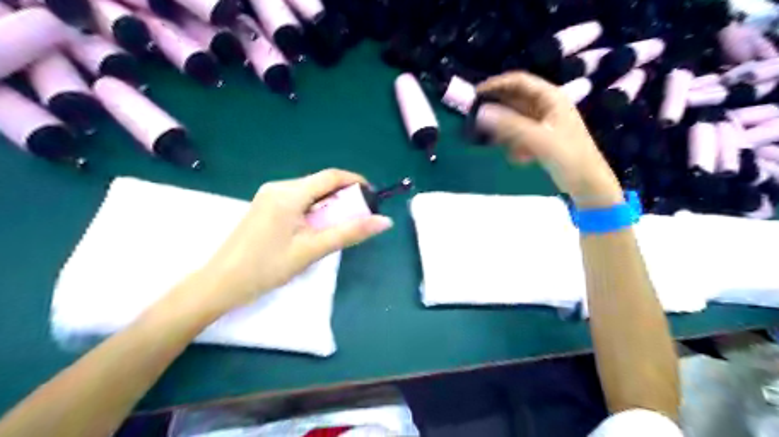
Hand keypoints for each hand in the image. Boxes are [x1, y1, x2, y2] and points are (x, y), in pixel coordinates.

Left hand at [190, 169, 395, 312]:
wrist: (220, 283)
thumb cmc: (267, 267)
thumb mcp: (312, 249)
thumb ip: (349, 233)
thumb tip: (385, 221)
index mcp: (289, 193)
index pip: (331, 176)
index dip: (356, 182)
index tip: (373, 197)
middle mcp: (278, 187)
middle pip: (320, 183)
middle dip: (343, 197)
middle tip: (358, 218)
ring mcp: (269, 196)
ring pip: (309, 193)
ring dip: (329, 205)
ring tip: (339, 227)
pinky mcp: (265, 207)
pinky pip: (297, 201)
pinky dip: (314, 210)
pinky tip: (316, 229)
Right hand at [476, 72, 622, 207]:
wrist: (588, 184)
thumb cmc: (568, 157)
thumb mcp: (538, 139)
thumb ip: (509, 125)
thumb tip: (480, 112)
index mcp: (551, 98)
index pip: (519, 81)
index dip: (497, 84)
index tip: (475, 94)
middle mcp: (547, 106)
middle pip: (516, 99)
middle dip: (497, 108)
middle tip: (475, 117)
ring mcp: (545, 122)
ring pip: (516, 118)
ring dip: (503, 128)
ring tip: (490, 140)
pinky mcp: (542, 139)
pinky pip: (520, 134)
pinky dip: (513, 142)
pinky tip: (515, 157)